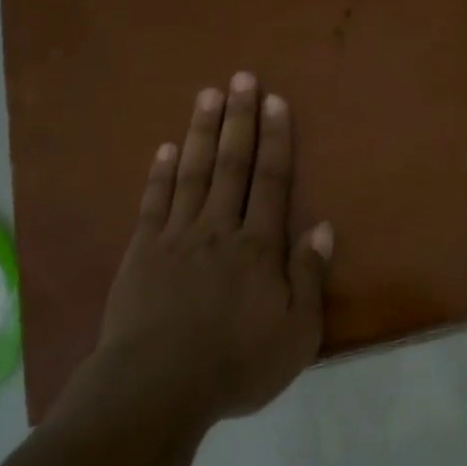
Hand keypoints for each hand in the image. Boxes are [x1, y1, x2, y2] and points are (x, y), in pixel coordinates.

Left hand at [89, 73, 332, 426]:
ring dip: (201, 131)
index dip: (276, 139)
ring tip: (207, 94)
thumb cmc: (236, 363)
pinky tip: (165, 148)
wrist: (157, 388)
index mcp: (258, 247)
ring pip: (192, 173)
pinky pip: (154, 202)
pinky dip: (161, 173)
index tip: (275, 100)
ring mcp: (176, 236)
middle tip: (241, 77)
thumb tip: (324, 226)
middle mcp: (219, 228)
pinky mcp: (142, 252)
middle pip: (232, 164)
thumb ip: (309, 276)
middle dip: (239, 119)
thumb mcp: (296, 333)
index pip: (272, 181)